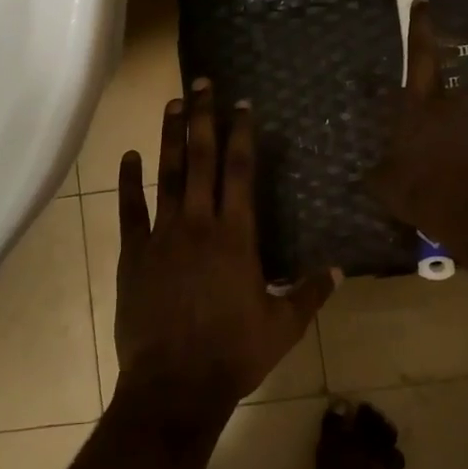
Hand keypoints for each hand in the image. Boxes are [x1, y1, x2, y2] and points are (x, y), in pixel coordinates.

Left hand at [114, 80, 339, 420]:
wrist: (175, 385)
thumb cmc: (233, 354)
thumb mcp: (283, 326)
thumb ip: (310, 293)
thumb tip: (340, 270)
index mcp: (236, 236)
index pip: (240, 172)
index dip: (241, 134)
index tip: (242, 104)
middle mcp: (198, 224)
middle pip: (203, 160)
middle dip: (204, 118)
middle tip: (202, 83)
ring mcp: (162, 236)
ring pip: (167, 175)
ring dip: (170, 137)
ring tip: (172, 103)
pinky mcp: (134, 254)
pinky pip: (130, 210)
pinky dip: (128, 182)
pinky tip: (127, 156)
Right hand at [370, 0, 467, 236]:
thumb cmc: (421, 189)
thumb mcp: (384, 183)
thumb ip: (379, 169)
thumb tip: (373, 171)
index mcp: (419, 104)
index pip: (419, 56)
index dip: (420, 28)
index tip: (423, 1)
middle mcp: (451, 104)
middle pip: (437, 95)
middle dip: (428, 112)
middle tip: (416, 138)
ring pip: (456, 122)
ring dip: (446, 137)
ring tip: (435, 168)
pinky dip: (462, 156)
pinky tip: (452, 180)